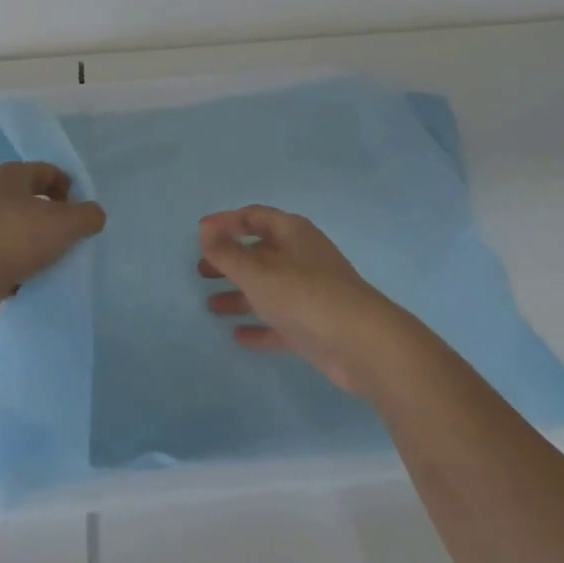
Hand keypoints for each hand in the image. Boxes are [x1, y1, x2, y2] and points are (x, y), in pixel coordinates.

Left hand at [0, 162, 106, 333]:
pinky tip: (30, 282)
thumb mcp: (64, 224)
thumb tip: (93, 215)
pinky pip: (7, 257)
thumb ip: (87, 215)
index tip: (81, 216)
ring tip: (52, 264)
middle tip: (71, 240)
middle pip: (35, 201)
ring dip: (39, 246)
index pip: (49, 171)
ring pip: (21, 231)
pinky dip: (21, 268)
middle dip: (56, 220)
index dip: (70, 189)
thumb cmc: (13, 240)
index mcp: (10, 175)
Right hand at [199, 206, 404, 393]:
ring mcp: (309, 293)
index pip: (254, 217)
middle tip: (200, 271)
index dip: (226, 223)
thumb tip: (206, 229)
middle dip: (230, 261)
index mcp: (292, 234)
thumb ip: (227, 253)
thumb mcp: (257, 271)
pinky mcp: (314, 326)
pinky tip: (237, 336)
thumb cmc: (304, 295)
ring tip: (211, 306)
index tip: (200, 234)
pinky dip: (258, 326)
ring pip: (268, 288)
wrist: (363, 345)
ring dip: (240, 295)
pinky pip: (279, 321)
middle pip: (259, 253)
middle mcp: (301, 258)